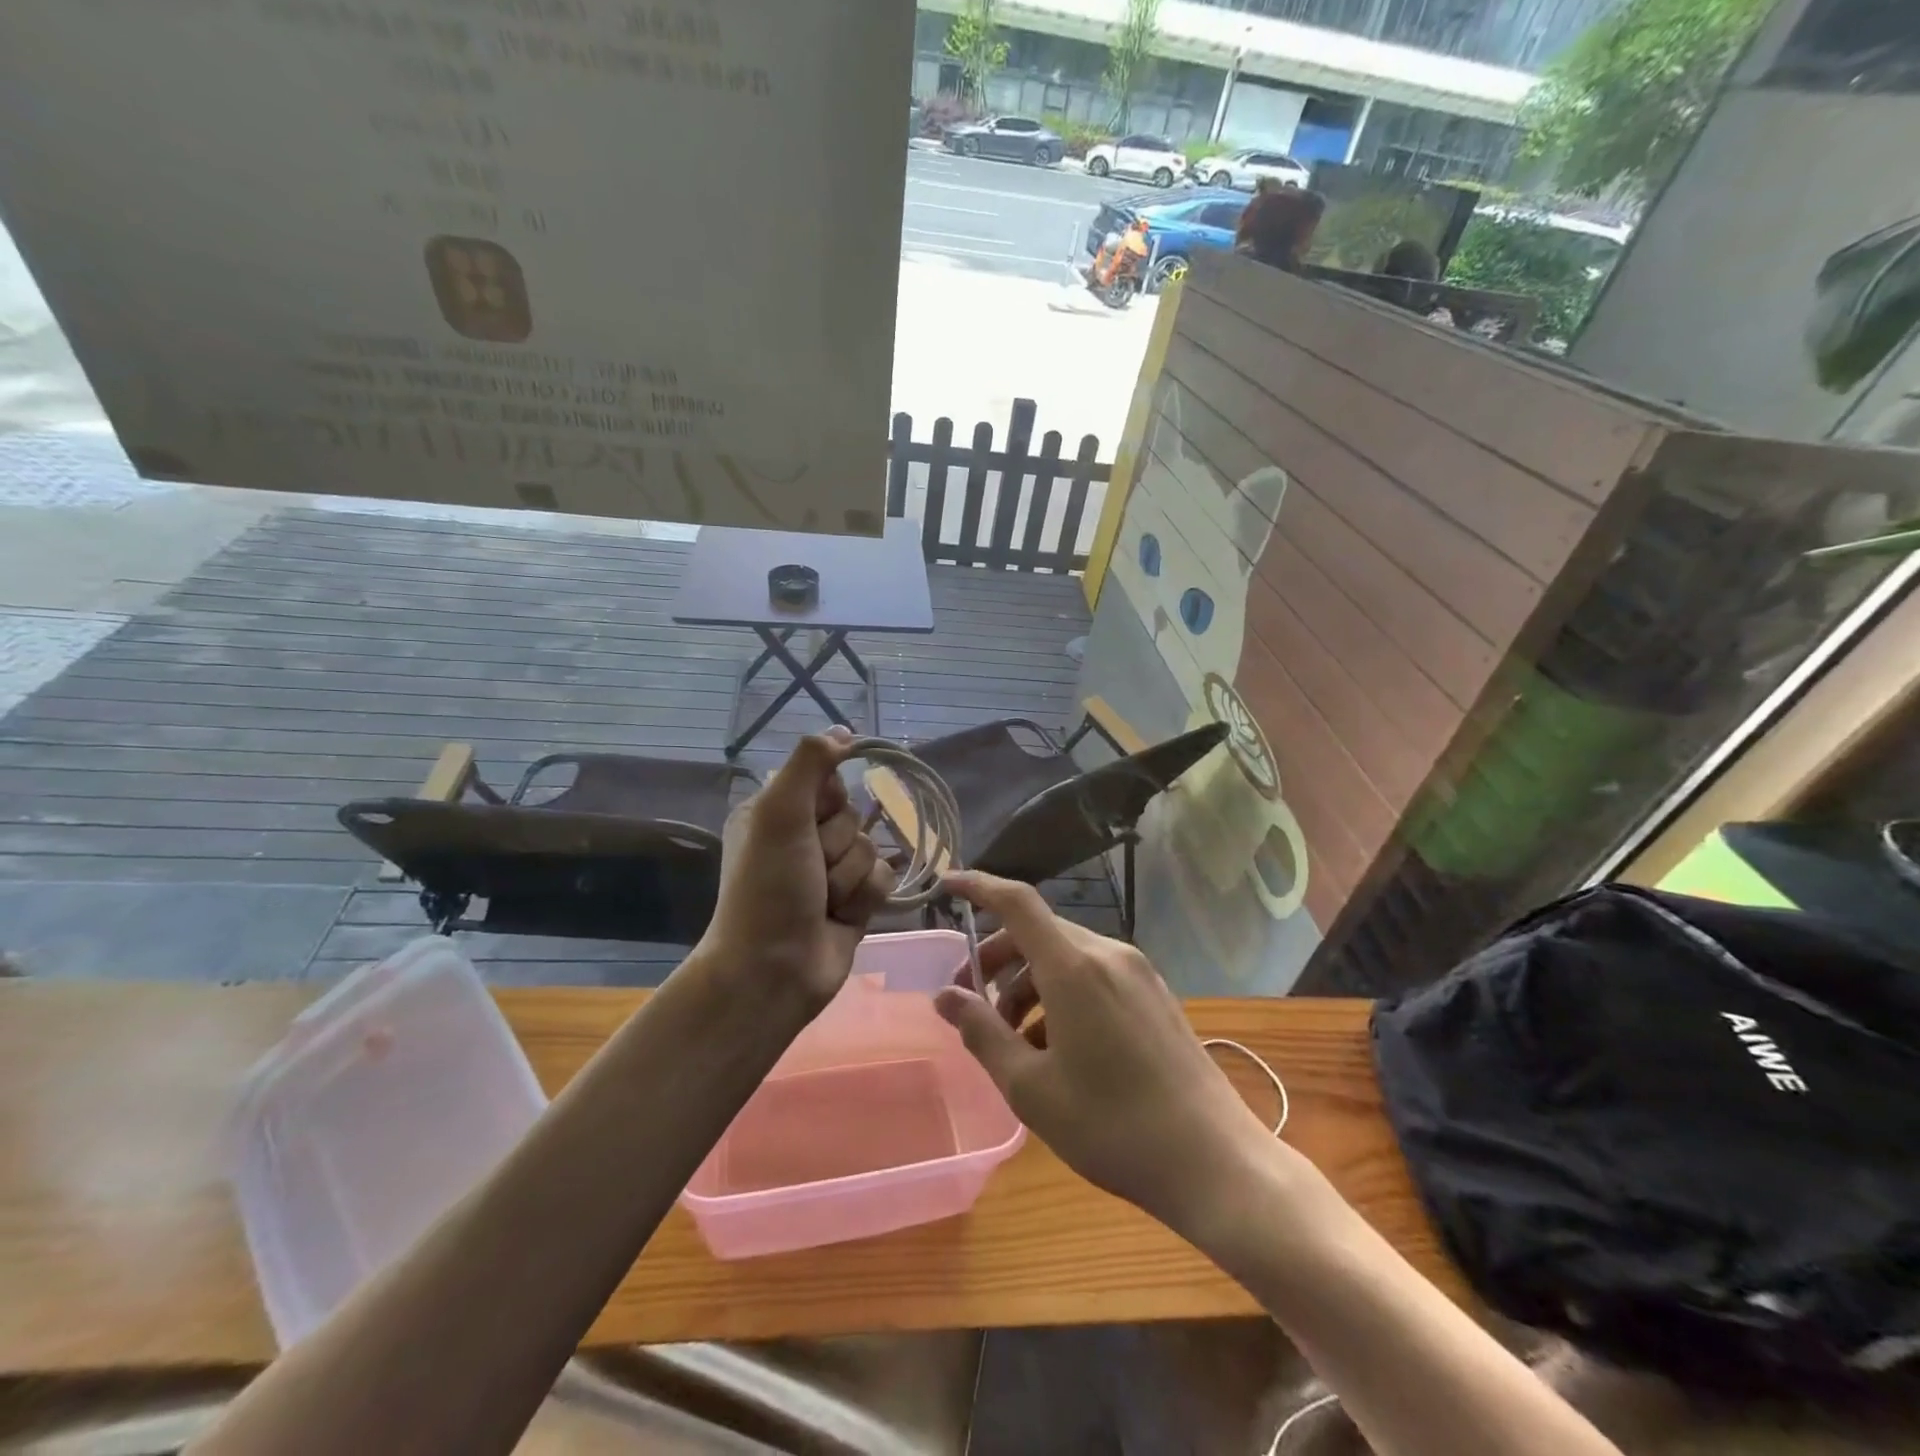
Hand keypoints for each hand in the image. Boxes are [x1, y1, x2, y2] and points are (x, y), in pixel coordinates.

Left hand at [697, 731, 893, 1011]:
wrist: (775, 970)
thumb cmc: (769, 888)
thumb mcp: (779, 813)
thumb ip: (810, 763)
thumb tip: (844, 730)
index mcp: (778, 812)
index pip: (830, 781)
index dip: (829, 801)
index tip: (810, 822)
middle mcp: (803, 838)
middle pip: (854, 816)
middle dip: (837, 846)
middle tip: (810, 871)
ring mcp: (830, 872)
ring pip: (871, 848)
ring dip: (850, 877)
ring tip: (823, 902)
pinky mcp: (854, 901)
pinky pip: (883, 878)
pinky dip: (865, 897)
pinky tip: (842, 917)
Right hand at [933, 871, 1273, 1234]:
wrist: (1214, 1161)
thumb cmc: (1112, 1127)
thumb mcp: (1031, 1088)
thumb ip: (982, 1033)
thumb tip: (946, 996)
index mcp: (1074, 967)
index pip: (1017, 902)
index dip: (979, 886)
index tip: (947, 885)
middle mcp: (1108, 954)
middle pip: (1038, 932)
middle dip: (998, 958)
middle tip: (972, 1001)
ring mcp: (1138, 973)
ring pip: (1066, 955)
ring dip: (1029, 982)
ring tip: (1014, 1038)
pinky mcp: (1155, 994)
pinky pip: (1094, 975)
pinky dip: (1062, 993)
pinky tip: (1057, 1047)